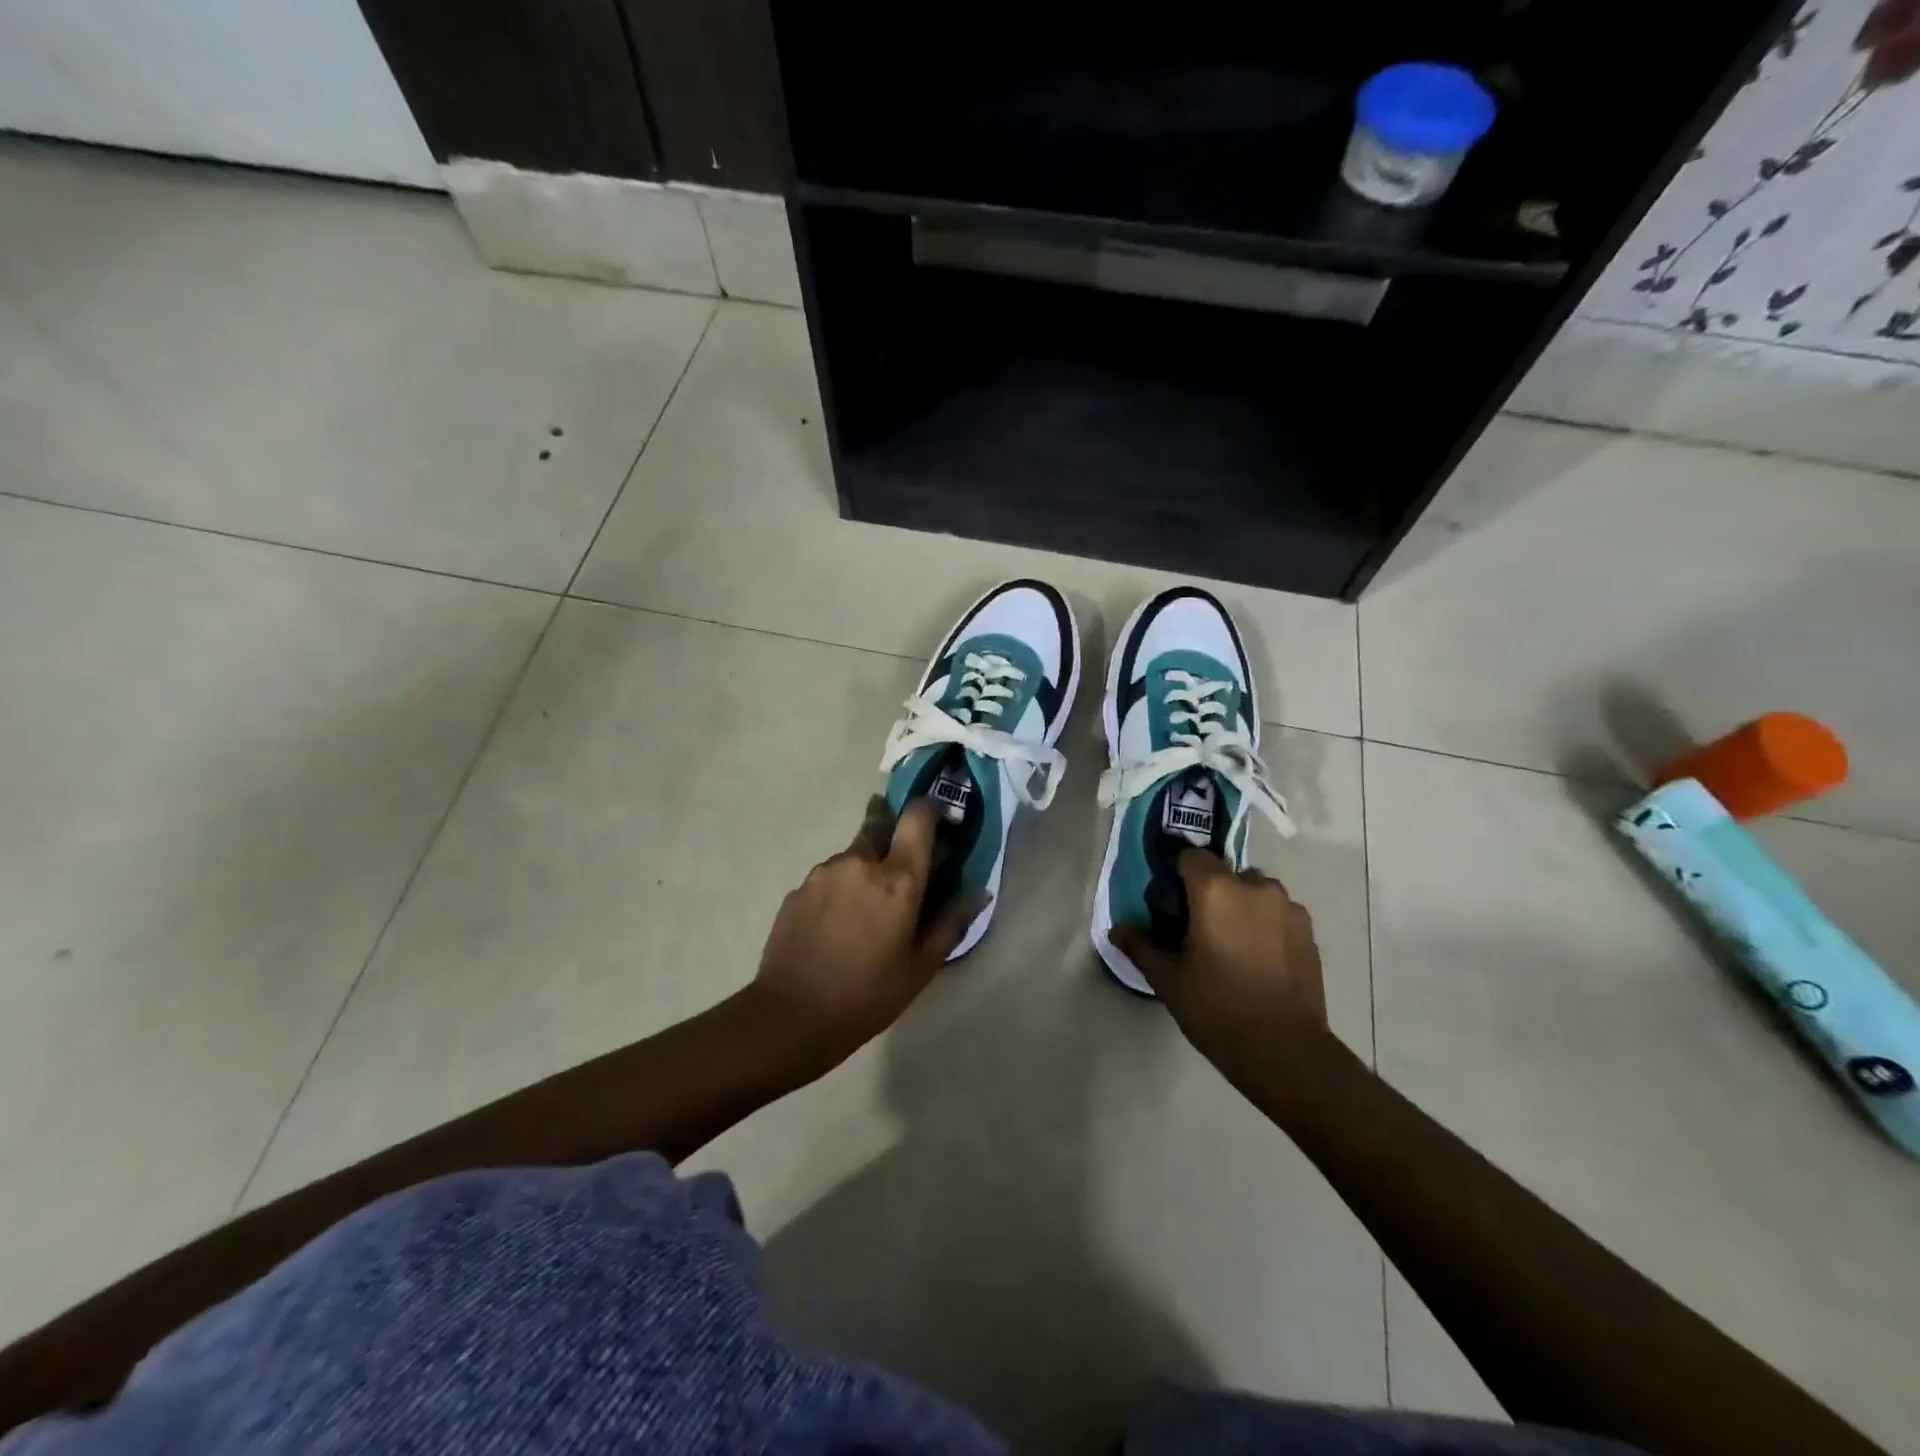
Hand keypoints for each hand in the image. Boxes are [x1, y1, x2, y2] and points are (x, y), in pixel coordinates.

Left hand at [750, 795, 984, 1073]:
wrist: (791, 1016)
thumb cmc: (867, 995)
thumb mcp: (921, 967)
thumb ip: (951, 922)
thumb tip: (980, 893)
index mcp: (898, 879)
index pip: (918, 817)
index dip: (932, 809)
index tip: (942, 820)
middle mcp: (860, 862)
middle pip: (881, 824)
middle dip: (895, 833)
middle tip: (902, 864)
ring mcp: (824, 872)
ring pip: (853, 853)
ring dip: (866, 866)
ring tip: (866, 909)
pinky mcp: (798, 888)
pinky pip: (829, 876)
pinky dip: (841, 887)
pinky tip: (838, 923)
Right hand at [1110, 850, 1326, 1051]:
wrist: (1284, 1050)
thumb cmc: (1216, 1008)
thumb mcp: (1168, 979)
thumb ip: (1141, 947)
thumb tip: (1117, 930)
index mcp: (1215, 890)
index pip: (1191, 857)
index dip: (1178, 874)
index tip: (1172, 903)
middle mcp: (1254, 886)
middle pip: (1225, 872)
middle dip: (1211, 891)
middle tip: (1200, 928)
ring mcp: (1287, 907)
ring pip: (1255, 891)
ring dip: (1241, 905)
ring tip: (1233, 943)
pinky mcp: (1309, 930)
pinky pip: (1278, 912)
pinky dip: (1266, 923)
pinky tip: (1259, 958)